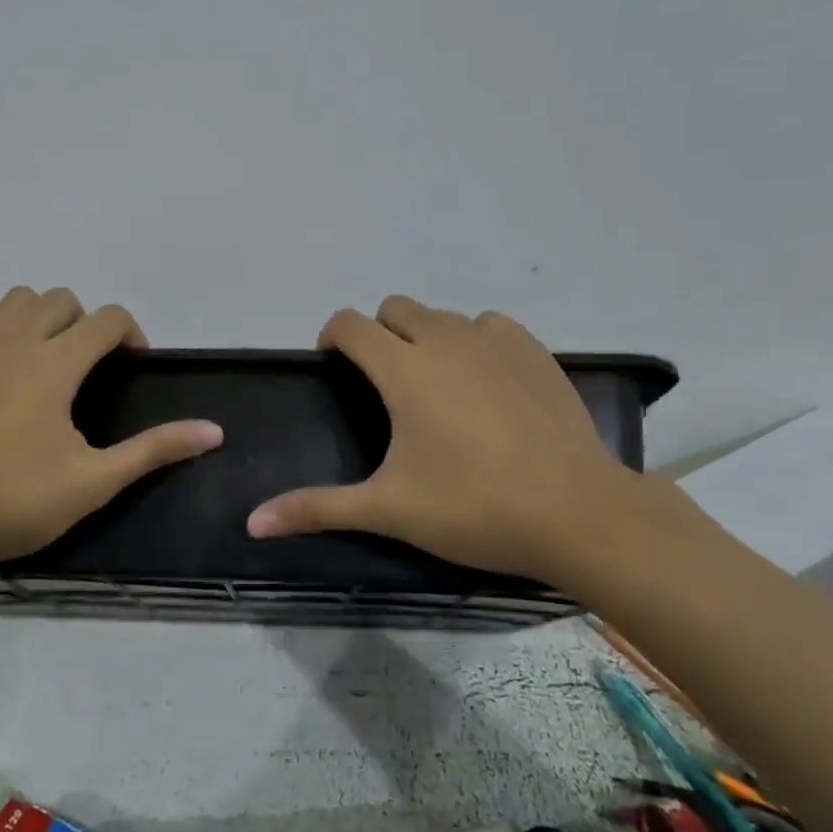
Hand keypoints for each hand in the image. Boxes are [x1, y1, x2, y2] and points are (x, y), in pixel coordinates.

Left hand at [0, 287, 222, 576]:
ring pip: (12, 300)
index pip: (107, 319)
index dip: (131, 334)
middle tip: (91, 368)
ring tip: (46, 355)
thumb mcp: (95, 480)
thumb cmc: (16, 501)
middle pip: (60, 300)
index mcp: (55, 364)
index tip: (134, 368)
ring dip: (37, 315)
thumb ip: (154, 450)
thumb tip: (214, 431)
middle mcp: (15, 344)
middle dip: (86, 322)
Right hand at [246, 296, 640, 584]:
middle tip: (385, 385)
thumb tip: (253, 522)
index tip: (334, 368)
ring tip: (437, 386)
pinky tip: (486, 383)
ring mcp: (494, 341)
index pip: (349, 323)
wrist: (579, 513)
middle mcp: (444, 340)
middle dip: (378, 334)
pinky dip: (476, 342)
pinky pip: (490, 326)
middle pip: (394, 309)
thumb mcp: (389, 509)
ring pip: (442, 316)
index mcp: (403, 369)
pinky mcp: (535, 352)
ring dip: (426, 337)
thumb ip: (317, 509)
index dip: (332, 338)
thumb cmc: (474, 507)